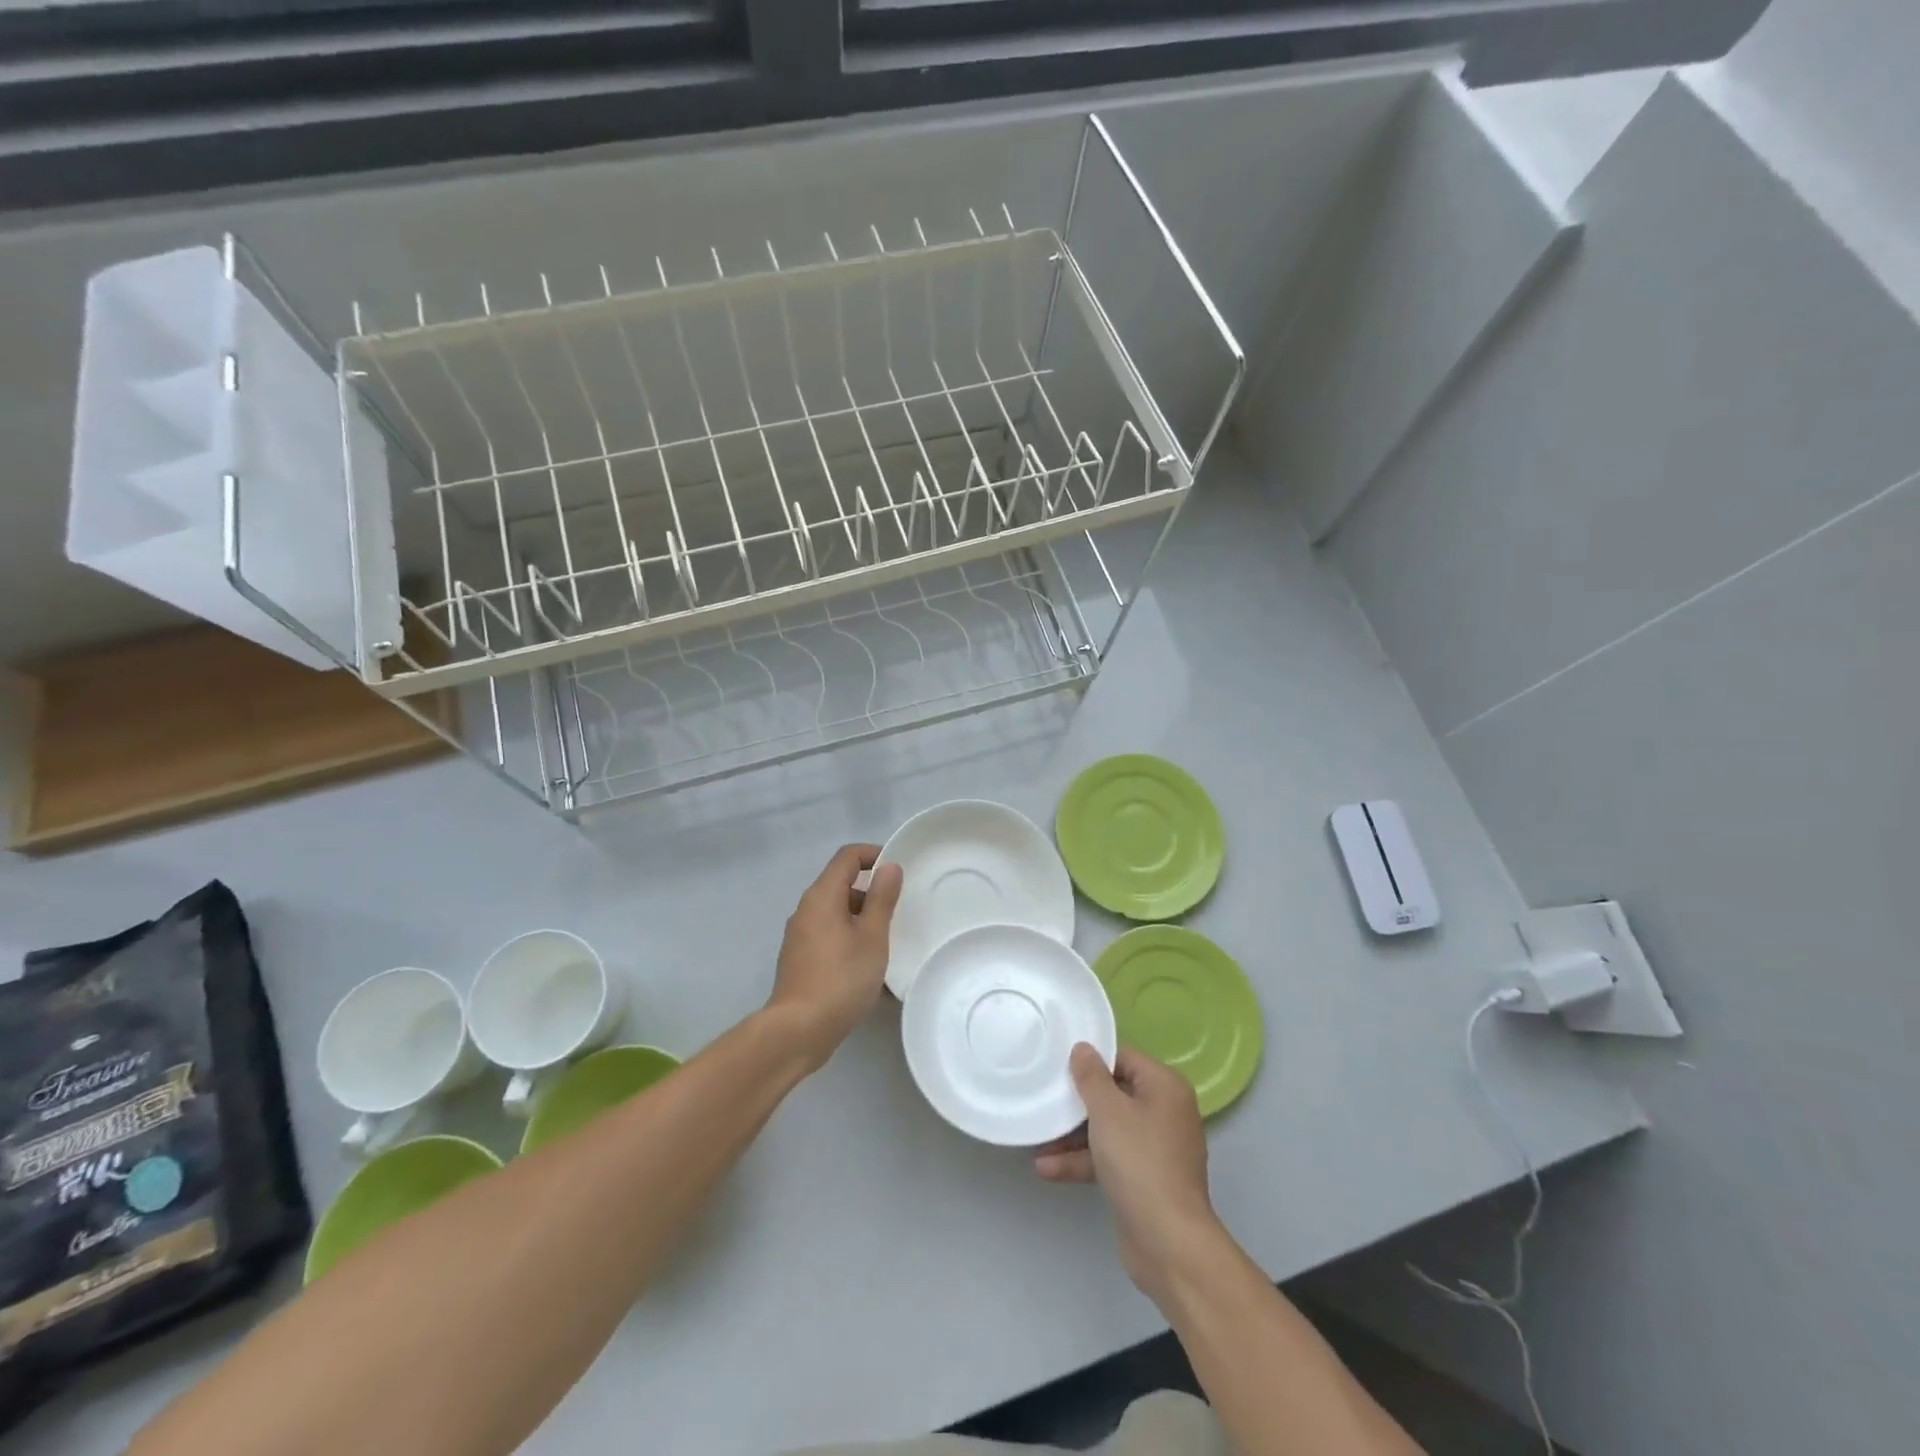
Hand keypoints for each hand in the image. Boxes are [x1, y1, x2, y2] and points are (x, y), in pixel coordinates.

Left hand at [767, 844, 902, 1070]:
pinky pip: (829, 935)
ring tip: (887, 941)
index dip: (874, 854)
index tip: (898, 871)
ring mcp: (799, 935)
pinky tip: (867, 966)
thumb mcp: (872, 937)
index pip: (847, 856)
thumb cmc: (841, 978)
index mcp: (822, 896)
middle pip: (840, 883)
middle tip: (898, 909)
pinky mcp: (799, 959)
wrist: (798, 1030)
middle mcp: (806, 909)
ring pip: (835, 912)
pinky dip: (849, 939)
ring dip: (861, 918)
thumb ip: (882, 899)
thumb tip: (889, 867)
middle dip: (870, 891)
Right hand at [1036, 1045, 1220, 1302]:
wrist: (1168, 1242)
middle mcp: (1165, 1112)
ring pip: (1109, 1129)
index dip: (1092, 1060)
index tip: (1059, 1064)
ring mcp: (1155, 1149)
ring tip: (1037, 1140)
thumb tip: (1083, 1048)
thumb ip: (1091, 1076)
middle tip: (1045, 1098)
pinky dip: (1083, 1161)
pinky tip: (1046, 1168)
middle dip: (1077, 1102)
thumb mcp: (1107, 1111)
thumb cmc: (1139, 1161)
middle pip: (1114, 1094)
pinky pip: (1110, 1158)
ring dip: (1073, 1136)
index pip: (1123, 1058)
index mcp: (1165, 1087)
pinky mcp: (1144, 1180)